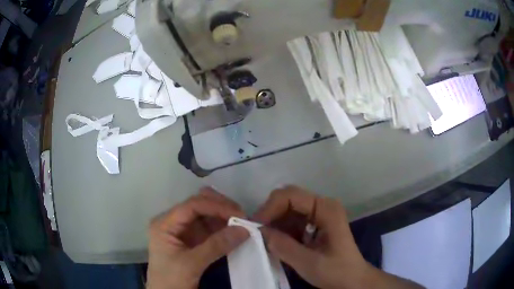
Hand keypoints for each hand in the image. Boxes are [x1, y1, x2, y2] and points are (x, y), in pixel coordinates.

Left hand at [147, 187, 248, 288]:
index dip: (216, 206)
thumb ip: (216, 246)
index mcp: (165, 224)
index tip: (239, 215)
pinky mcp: (193, 240)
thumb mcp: (191, 264)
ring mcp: (184, 231)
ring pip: (207, 215)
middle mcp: (174, 222)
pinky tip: (236, 232)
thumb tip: (244, 229)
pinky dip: (224, 228)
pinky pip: (211, 229)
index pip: (192, 206)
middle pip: (199, 204)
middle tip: (242, 217)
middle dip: (221, 207)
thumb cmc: (171, 280)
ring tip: (243, 224)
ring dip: (225, 217)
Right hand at [254, 186, 421, 288]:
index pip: (290, 196)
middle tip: (256, 233)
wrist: (352, 280)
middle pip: (288, 199)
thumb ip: (283, 246)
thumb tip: (259, 232)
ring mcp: (318, 215)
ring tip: (264, 240)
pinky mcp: (314, 225)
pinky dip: (281, 230)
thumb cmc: (336, 271)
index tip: (255, 227)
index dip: (270, 208)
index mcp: (326, 209)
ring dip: (274, 223)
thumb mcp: (309, 263)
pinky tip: (276, 243)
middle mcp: (322, 206)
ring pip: (287, 210)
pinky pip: (291, 221)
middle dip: (270, 214)